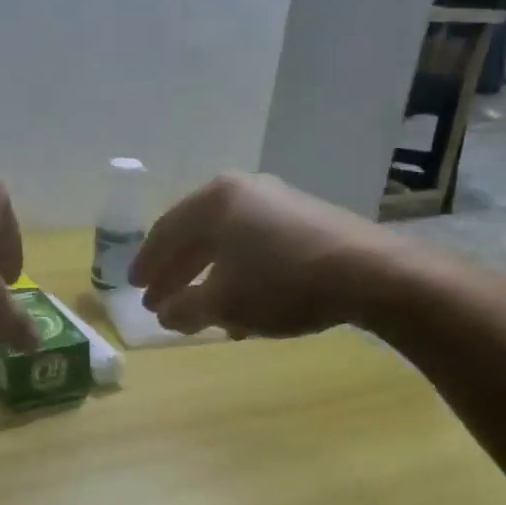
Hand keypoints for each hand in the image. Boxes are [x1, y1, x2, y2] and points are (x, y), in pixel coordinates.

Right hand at [130, 172, 407, 337]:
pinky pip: (258, 247)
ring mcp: (279, 202)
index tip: (135, 287)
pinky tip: (244, 308)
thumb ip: (185, 308)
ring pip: (229, 244)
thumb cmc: (281, 283)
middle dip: (177, 273)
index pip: (166, 231)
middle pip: (197, 236)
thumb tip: (165, 313)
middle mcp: (244, 191)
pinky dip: (241, 275)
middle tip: (159, 300)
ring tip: (200, 311)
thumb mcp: (223, 303)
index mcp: (215, 201)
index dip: (148, 263)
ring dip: (210, 279)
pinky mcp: (307, 220)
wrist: (370, 274)